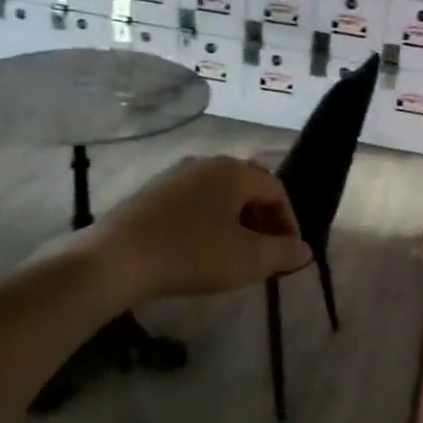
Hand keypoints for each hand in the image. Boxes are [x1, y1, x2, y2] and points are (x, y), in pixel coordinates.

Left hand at [91, 155, 311, 303]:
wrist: (117, 259)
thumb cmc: (192, 253)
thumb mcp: (247, 259)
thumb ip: (282, 253)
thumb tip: (305, 250)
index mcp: (234, 171)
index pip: (276, 190)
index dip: (289, 221)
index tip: (289, 252)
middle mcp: (207, 163)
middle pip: (248, 188)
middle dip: (263, 220)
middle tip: (266, 253)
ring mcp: (175, 175)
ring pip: (219, 195)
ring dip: (236, 222)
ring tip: (235, 254)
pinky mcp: (152, 193)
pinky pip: (194, 202)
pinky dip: (209, 222)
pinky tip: (200, 250)